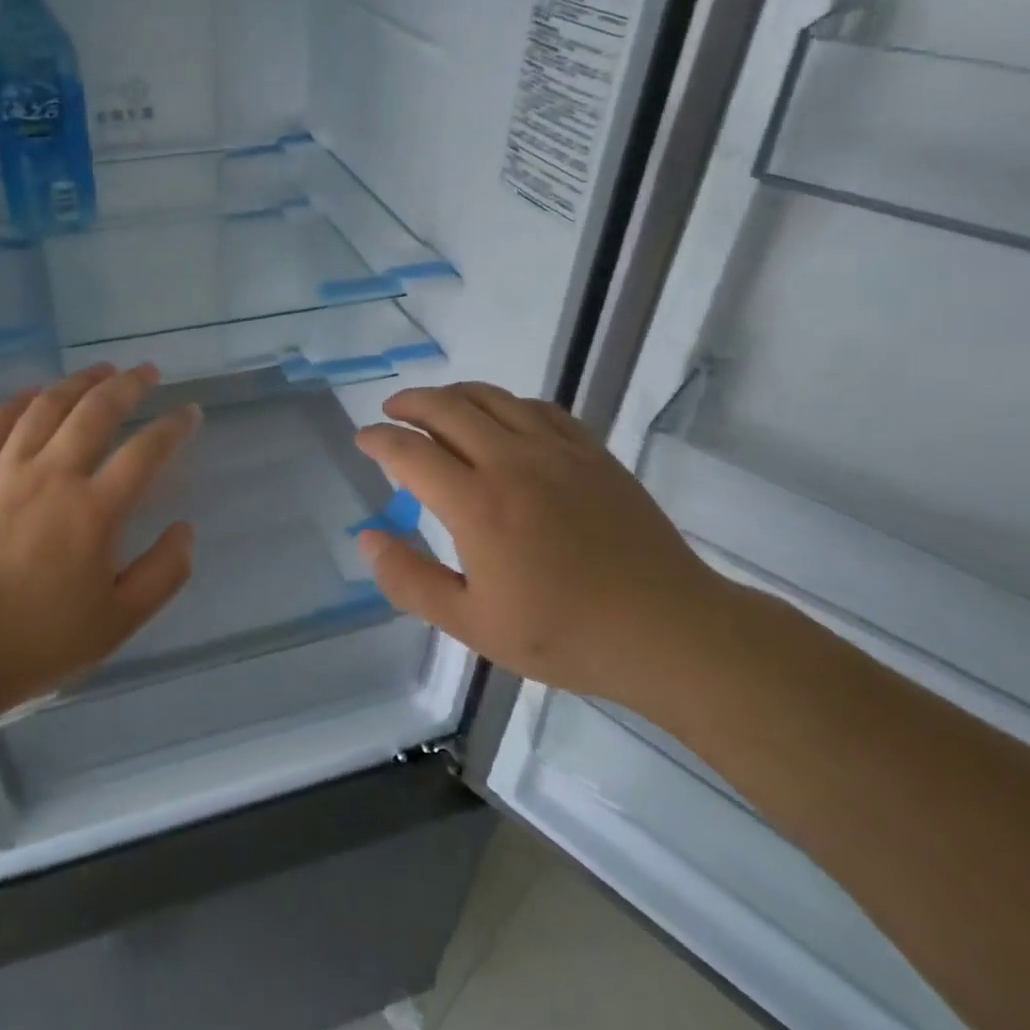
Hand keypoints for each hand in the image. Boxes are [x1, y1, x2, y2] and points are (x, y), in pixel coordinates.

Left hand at [0, 363, 201, 712]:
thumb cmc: (40, 640)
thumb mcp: (119, 621)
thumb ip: (163, 573)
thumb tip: (185, 530)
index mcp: (94, 511)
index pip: (146, 451)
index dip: (174, 426)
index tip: (190, 413)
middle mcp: (52, 476)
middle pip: (96, 411)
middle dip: (129, 384)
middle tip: (147, 372)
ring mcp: (5, 471)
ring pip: (46, 406)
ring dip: (79, 382)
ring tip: (101, 371)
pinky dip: (18, 401)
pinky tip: (35, 393)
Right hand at [354, 382, 723, 702]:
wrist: (666, 631)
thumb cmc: (563, 634)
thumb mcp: (472, 624)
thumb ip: (410, 580)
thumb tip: (368, 538)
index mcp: (477, 503)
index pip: (410, 451)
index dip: (379, 440)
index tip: (363, 439)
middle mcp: (511, 461)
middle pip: (447, 408)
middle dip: (409, 403)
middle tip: (390, 413)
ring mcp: (556, 450)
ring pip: (492, 398)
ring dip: (453, 394)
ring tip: (436, 406)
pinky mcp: (591, 452)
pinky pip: (539, 408)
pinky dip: (506, 403)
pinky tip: (502, 418)